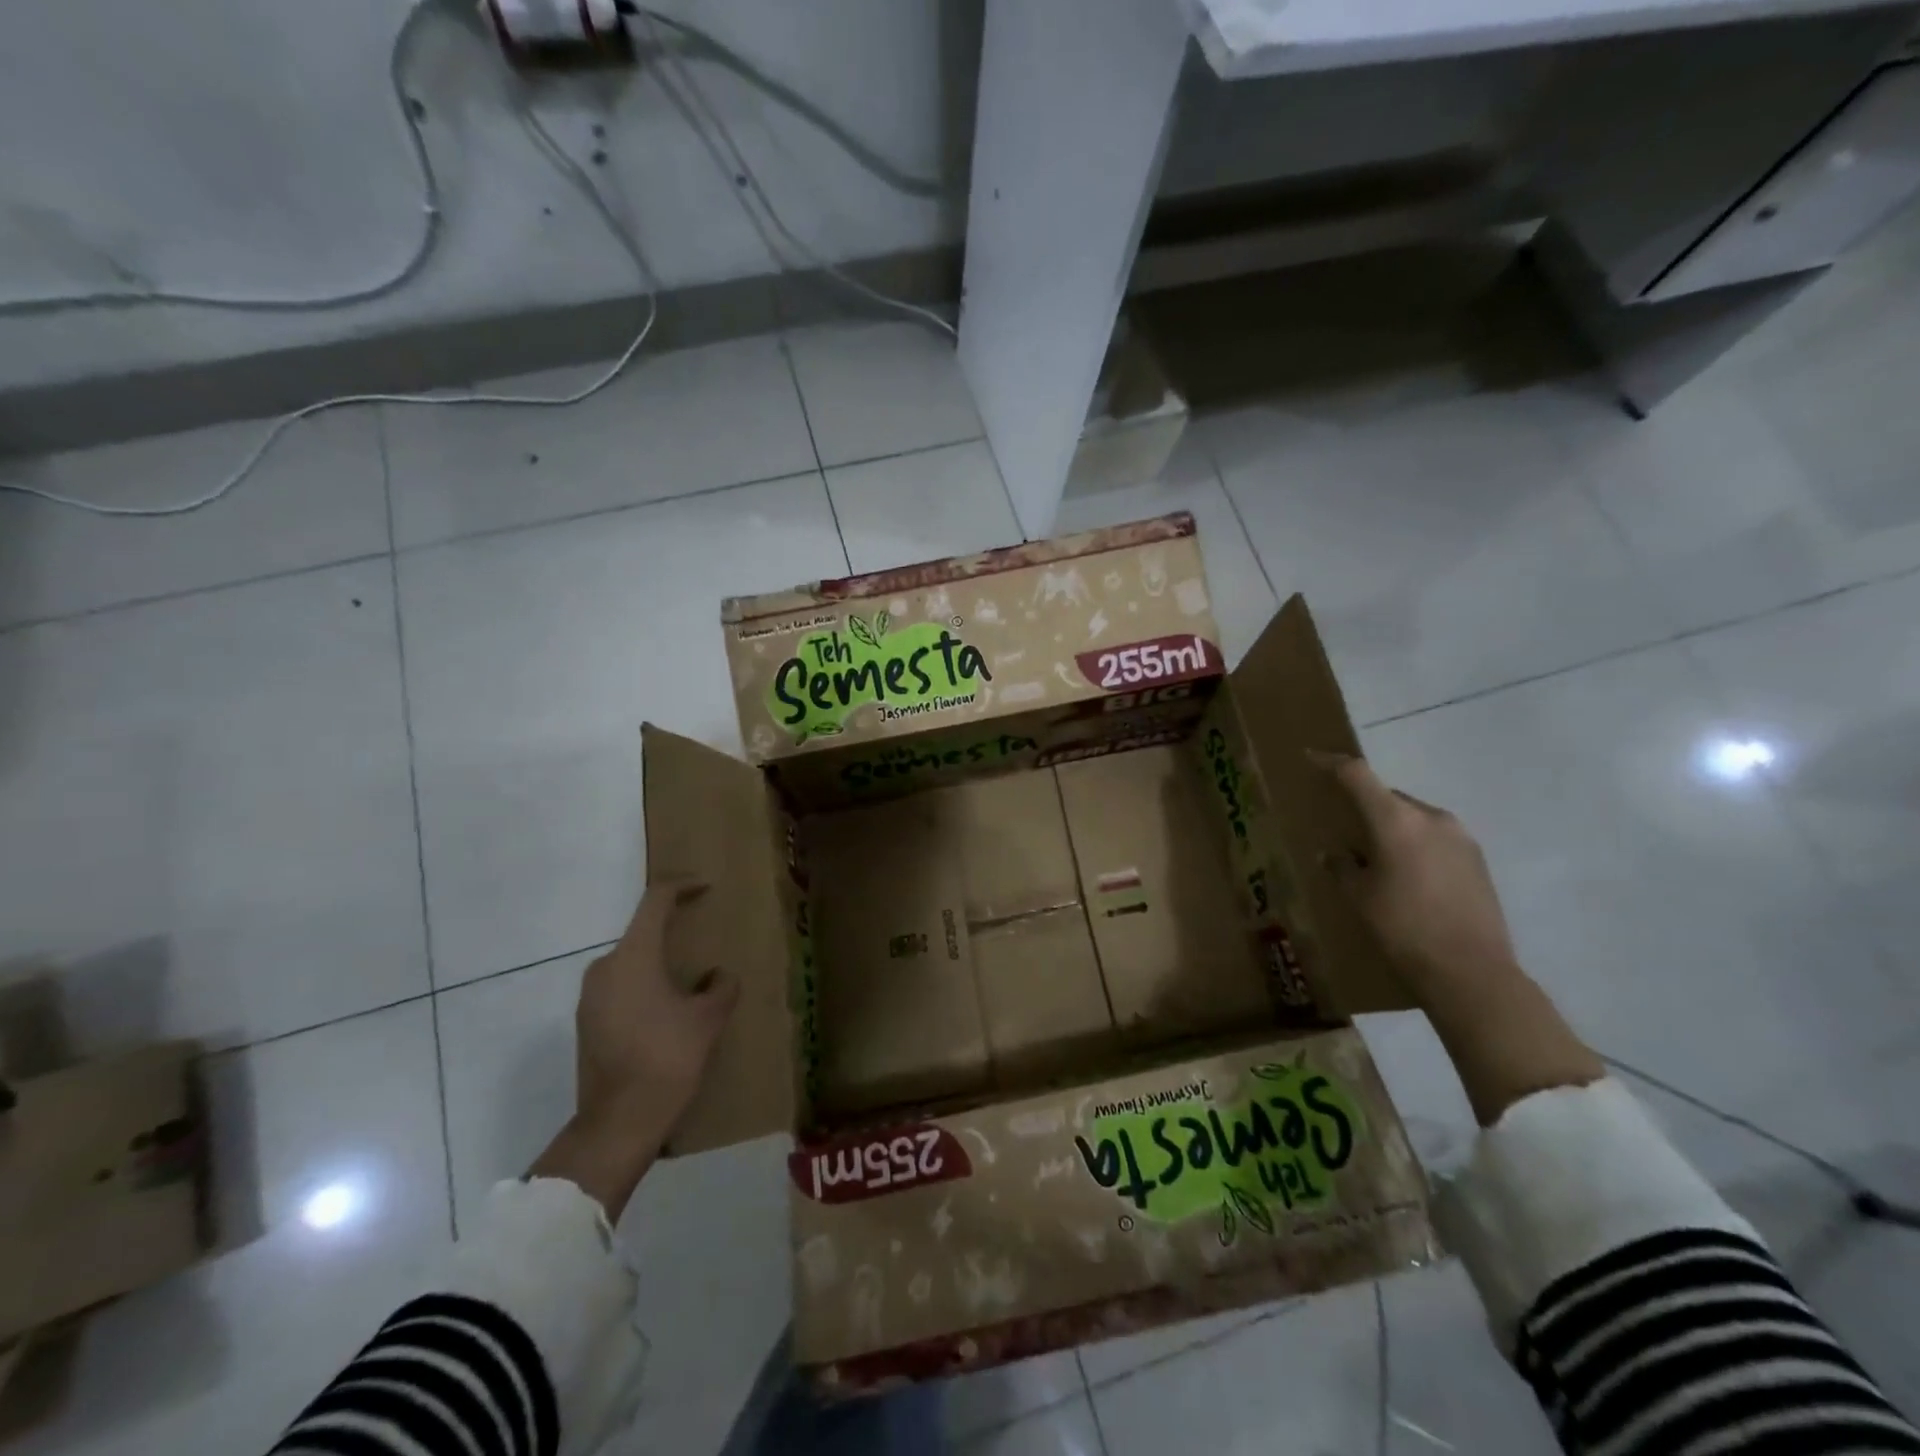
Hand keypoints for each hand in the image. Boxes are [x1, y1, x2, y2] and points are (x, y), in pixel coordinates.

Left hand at [575, 878, 739, 1136]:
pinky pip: (620, 988)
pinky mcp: (587, 1023)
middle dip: (672, 931)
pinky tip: (667, 1012)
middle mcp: (605, 968)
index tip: (705, 887)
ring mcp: (590, 997)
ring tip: (689, 981)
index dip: (682, 886)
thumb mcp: (708, 1019)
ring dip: (658, 964)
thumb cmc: (668, 1058)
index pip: (656, 901)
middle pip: (641, 933)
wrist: (619, 1122)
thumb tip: (717, 976)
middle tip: (701, 938)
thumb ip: (720, 987)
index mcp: (633, 956)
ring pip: (630, 963)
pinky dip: (644, 987)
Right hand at [1312, 753, 1519, 1003]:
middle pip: (1388, 796)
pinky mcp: (1477, 860)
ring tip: (1375, 855)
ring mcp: (1460, 837)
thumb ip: (1342, 866)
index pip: (1357, 775)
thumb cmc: (1402, 928)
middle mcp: (1431, 818)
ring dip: (1391, 826)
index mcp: (1396, 820)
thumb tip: (1335, 854)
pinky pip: (1434, 838)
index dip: (1330, 763)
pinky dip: (1414, 844)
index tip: (1311, 757)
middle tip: (1343, 825)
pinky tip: (1406, 874)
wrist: (1471, 972)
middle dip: (1364, 804)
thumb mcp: (1359, 897)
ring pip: (1413, 817)